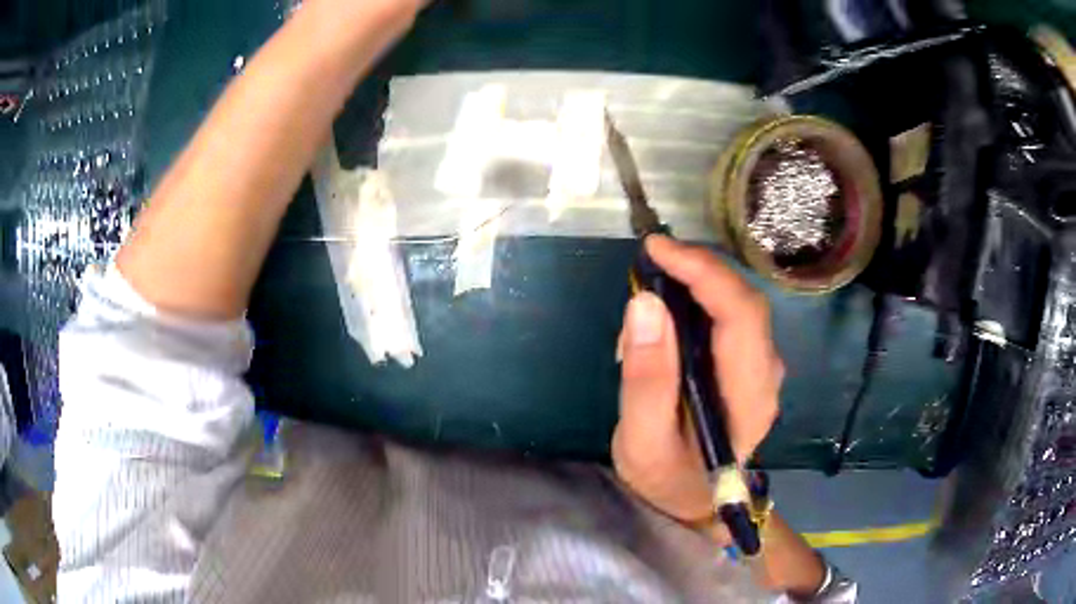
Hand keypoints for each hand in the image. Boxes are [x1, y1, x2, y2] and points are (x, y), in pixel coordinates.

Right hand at [612, 236, 782, 529]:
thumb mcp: (643, 439)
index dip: (704, 272)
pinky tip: (664, 323)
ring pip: (735, 305)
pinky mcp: (748, 364)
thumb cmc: (667, 477)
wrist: (691, 501)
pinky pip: (728, 317)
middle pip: (743, 302)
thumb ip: (647, 378)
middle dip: (696, 271)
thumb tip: (645, 301)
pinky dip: (695, 304)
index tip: (657, 249)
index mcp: (749, 397)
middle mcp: (766, 375)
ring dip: (692, 289)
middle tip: (647, 264)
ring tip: (644, 311)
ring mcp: (761, 368)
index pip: (741, 315)